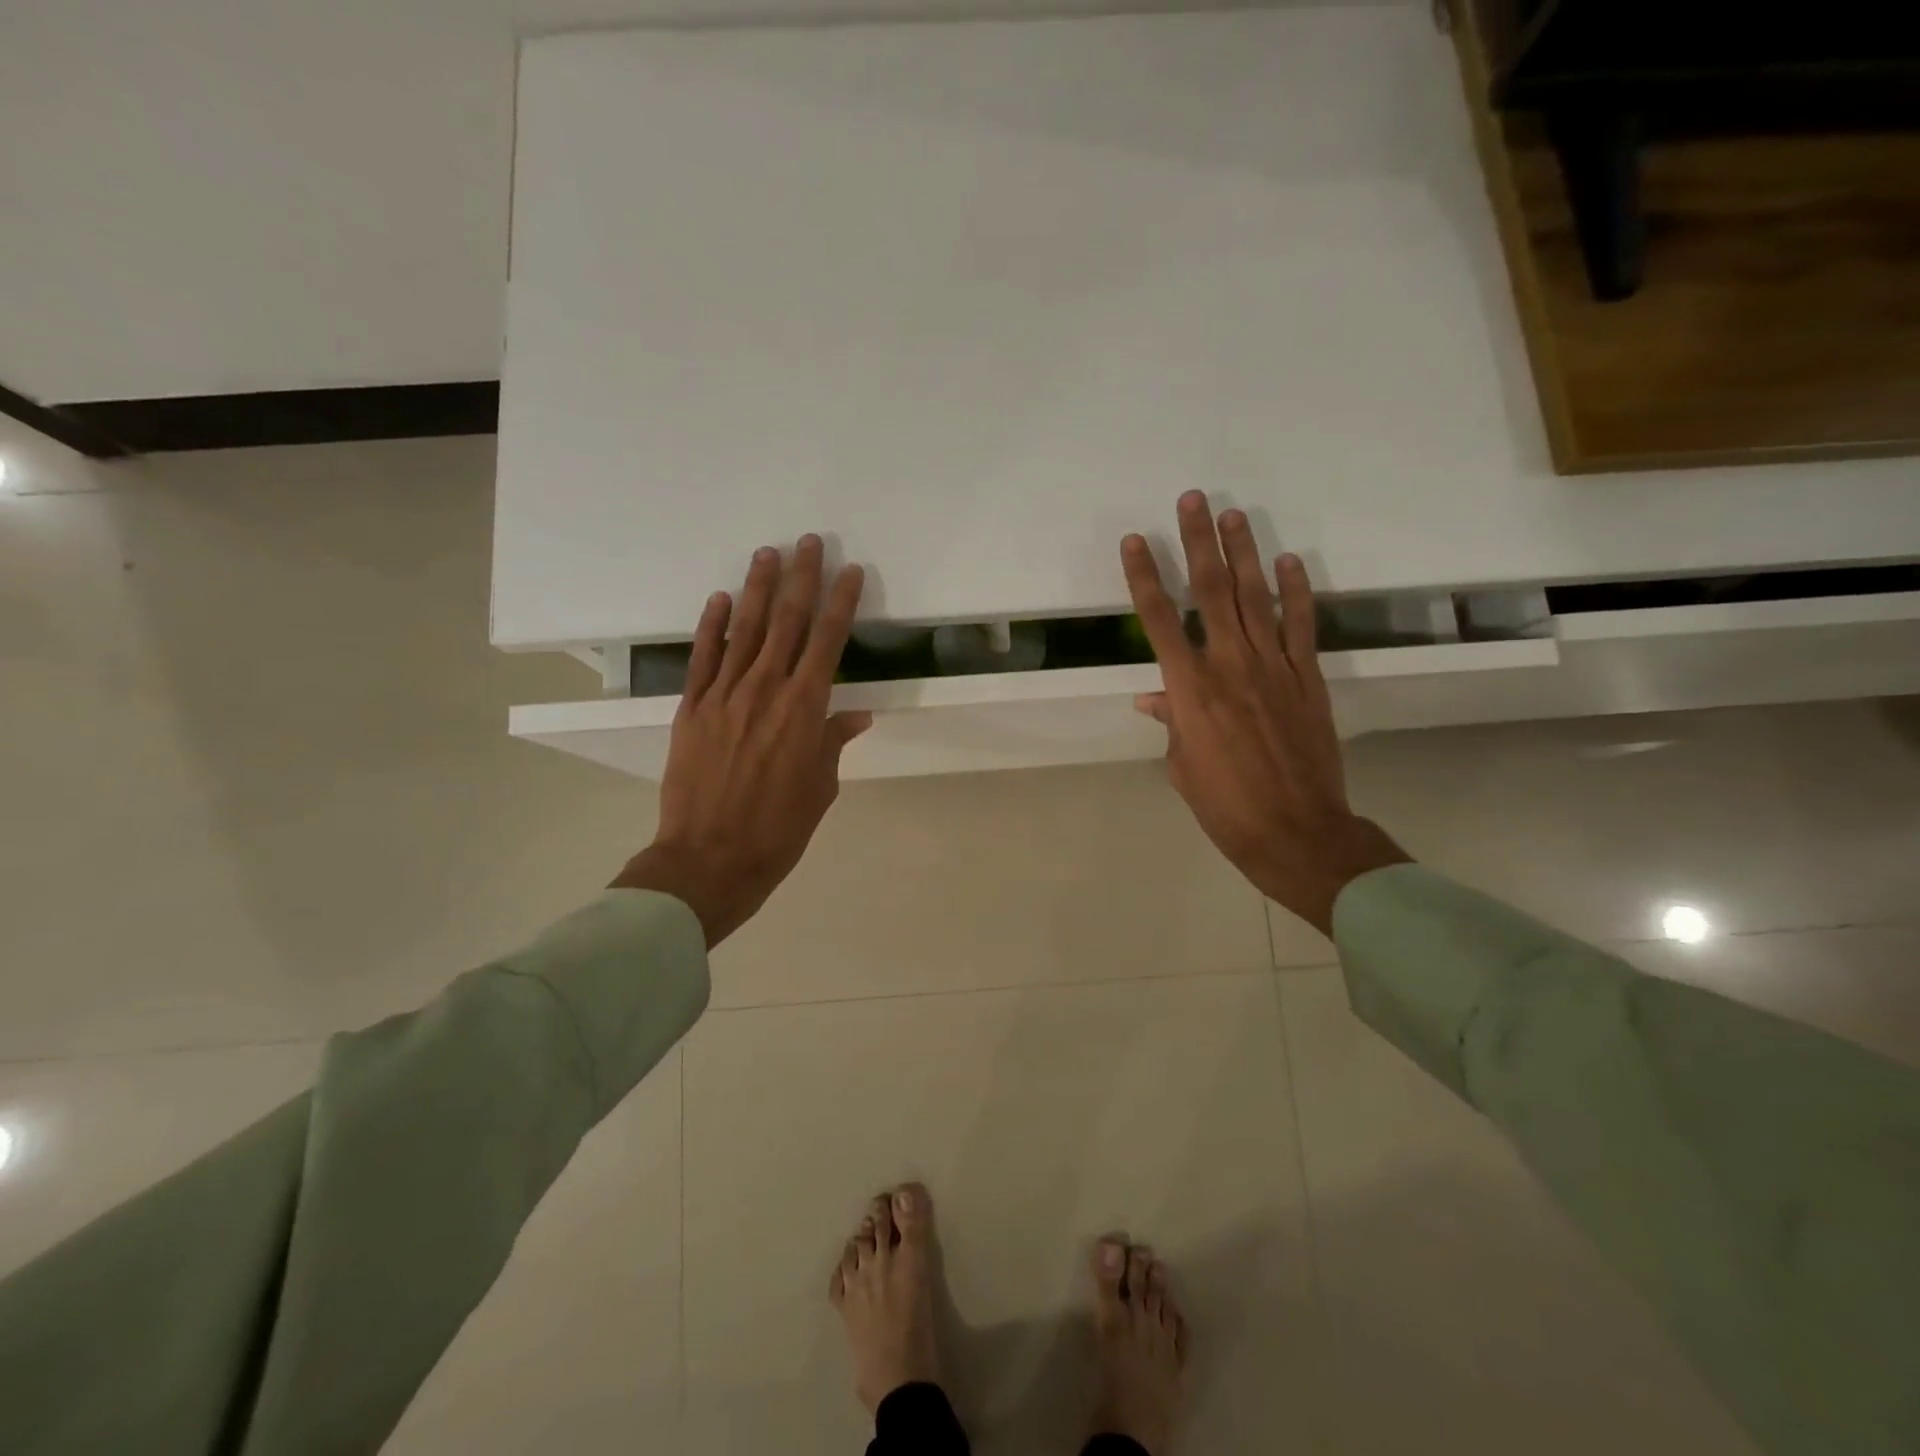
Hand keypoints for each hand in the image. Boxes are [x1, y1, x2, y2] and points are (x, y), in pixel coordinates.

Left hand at [612, 536, 870, 946]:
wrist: (709, 858)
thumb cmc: (777, 830)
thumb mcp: (819, 788)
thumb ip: (832, 742)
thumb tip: (854, 715)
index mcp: (803, 710)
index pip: (827, 642)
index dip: (841, 603)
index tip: (850, 572)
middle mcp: (765, 690)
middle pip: (787, 622)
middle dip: (802, 579)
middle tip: (809, 542)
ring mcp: (723, 695)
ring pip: (745, 629)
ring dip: (758, 588)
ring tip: (768, 553)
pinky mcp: (692, 708)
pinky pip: (703, 658)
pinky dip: (712, 625)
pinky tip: (721, 599)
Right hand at [1122, 491, 1409, 935]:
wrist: (1295, 830)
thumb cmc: (1224, 805)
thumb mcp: (1182, 765)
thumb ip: (1171, 722)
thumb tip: (1154, 697)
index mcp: (1189, 689)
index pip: (1158, 620)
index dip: (1144, 577)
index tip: (1136, 541)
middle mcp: (1229, 665)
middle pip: (1210, 592)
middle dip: (1198, 543)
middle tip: (1192, 501)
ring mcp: (1274, 667)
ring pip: (1255, 598)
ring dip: (1243, 553)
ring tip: (1233, 515)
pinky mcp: (1308, 678)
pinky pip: (1301, 626)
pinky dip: (1296, 592)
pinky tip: (1289, 563)